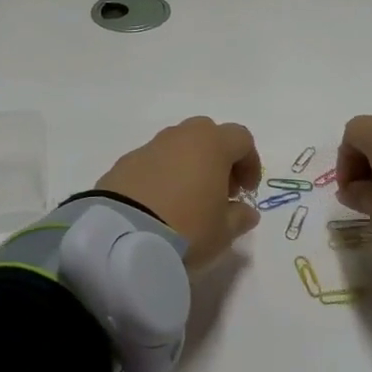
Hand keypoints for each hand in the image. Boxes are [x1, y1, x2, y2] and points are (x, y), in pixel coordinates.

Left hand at [96, 117, 262, 267]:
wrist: (122, 237)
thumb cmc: (187, 228)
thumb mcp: (223, 232)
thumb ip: (240, 217)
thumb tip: (245, 211)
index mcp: (211, 144)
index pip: (241, 139)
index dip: (249, 163)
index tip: (246, 192)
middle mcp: (179, 136)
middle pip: (207, 134)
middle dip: (217, 158)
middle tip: (218, 191)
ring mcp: (148, 147)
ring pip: (177, 146)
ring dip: (187, 166)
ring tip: (187, 201)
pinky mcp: (123, 164)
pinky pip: (152, 163)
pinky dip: (161, 176)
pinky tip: (158, 206)